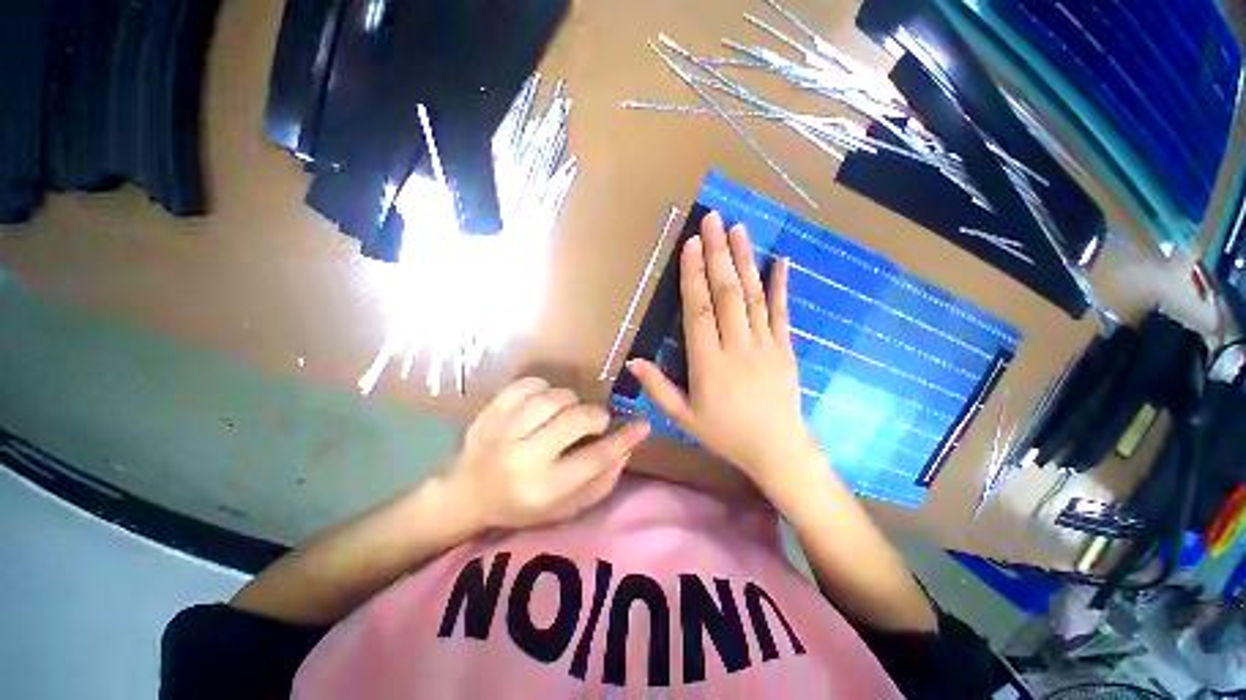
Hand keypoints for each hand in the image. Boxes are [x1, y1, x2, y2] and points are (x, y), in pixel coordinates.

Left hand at [449, 377, 649, 530]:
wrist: (466, 494)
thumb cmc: (522, 505)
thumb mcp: (565, 508)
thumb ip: (600, 482)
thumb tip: (626, 448)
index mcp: (543, 489)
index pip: (595, 459)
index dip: (624, 440)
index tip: (643, 425)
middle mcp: (522, 458)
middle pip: (575, 420)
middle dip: (595, 416)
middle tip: (595, 422)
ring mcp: (502, 431)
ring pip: (552, 397)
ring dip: (570, 401)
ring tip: (567, 413)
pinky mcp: (489, 411)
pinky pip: (526, 384)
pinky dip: (543, 387)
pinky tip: (543, 401)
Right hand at [627, 211, 817, 491]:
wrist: (777, 450)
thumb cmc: (724, 434)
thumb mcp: (683, 417)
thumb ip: (657, 387)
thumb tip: (632, 361)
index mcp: (708, 363)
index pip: (698, 310)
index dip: (693, 275)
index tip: (691, 244)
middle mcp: (737, 347)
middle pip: (726, 293)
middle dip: (718, 253)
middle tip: (712, 219)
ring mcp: (765, 345)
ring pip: (753, 296)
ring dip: (745, 260)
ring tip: (738, 229)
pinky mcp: (786, 348)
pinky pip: (783, 312)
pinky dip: (781, 285)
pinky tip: (781, 260)